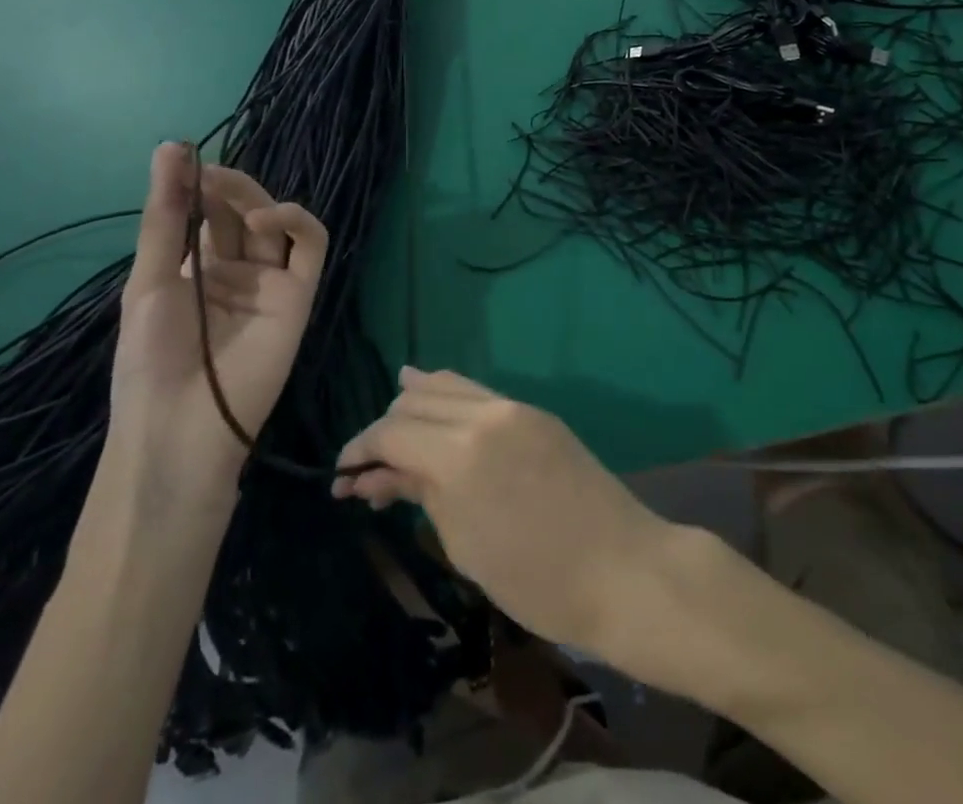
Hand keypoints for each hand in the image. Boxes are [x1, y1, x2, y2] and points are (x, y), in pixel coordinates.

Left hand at [111, 142, 328, 504]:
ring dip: (253, 197)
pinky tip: (266, 216)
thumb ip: (164, 217)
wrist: (180, 427)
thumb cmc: (150, 359)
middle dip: (223, 187)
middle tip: (206, 171)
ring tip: (227, 191)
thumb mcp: (149, 281)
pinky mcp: (300, 293)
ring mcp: (270, 280)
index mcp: (195, 270)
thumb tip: (169, 147)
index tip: (183, 156)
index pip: (203, 214)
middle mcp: (235, 270)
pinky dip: (296, 221)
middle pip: (238, 213)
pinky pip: (310, 247)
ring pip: (274, 222)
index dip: (196, 185)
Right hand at [332, 369, 674, 653]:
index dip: (360, 449)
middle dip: (385, 428)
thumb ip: (419, 493)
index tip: (341, 477)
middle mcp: (485, 413)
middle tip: (368, 470)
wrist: (621, 567)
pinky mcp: (536, 413)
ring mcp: (515, 407)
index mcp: (461, 451)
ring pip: (450, 385)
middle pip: (417, 399)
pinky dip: (450, 401)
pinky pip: (480, 395)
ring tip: (391, 433)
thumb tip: (374, 475)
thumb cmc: (535, 578)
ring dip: (416, 405)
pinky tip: (436, 412)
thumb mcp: (464, 543)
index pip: (392, 430)